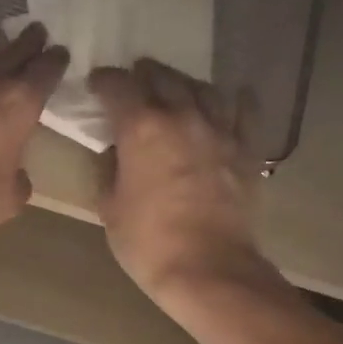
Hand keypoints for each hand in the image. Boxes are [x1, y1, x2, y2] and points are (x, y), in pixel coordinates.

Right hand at [92, 60, 279, 310]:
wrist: (208, 268)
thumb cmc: (148, 243)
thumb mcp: (110, 208)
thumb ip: (109, 170)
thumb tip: (115, 152)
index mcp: (141, 128)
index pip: (118, 87)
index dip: (104, 81)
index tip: (97, 84)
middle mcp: (181, 116)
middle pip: (162, 78)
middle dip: (143, 75)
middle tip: (134, 80)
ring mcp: (219, 130)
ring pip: (202, 88)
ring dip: (183, 83)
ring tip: (175, 88)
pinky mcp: (246, 149)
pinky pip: (244, 111)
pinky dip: (234, 100)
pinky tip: (232, 97)